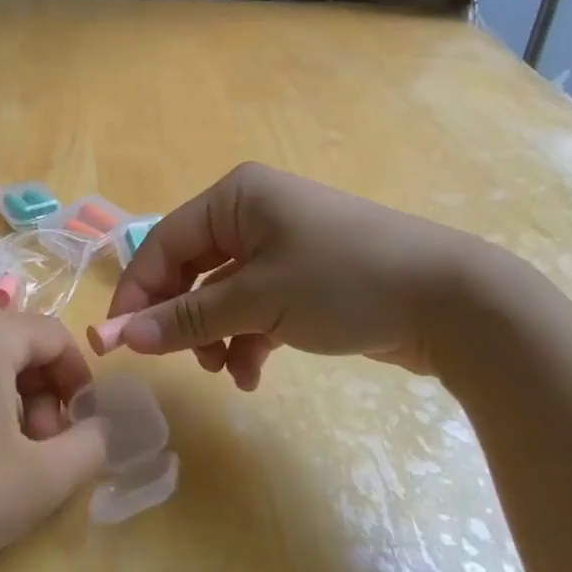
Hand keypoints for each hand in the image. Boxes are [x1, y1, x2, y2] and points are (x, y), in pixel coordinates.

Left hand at [0, 303, 107, 571]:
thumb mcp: (42, 480)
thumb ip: (91, 447)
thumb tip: (96, 427)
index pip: (56, 339)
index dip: (79, 384)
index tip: (79, 432)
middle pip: (17, 345)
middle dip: (41, 395)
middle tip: (40, 451)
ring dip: (6, 398)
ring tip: (1, 454)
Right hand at [93, 161, 483, 387]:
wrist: (453, 301)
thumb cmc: (344, 281)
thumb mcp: (258, 300)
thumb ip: (187, 317)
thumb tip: (121, 336)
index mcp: (236, 198)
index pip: (164, 242)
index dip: (138, 291)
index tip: (118, 341)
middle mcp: (253, 214)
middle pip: (192, 269)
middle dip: (184, 319)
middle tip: (179, 362)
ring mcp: (281, 246)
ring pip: (222, 294)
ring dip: (216, 335)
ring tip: (226, 370)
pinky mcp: (304, 279)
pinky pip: (255, 307)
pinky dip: (247, 340)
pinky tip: (253, 374)